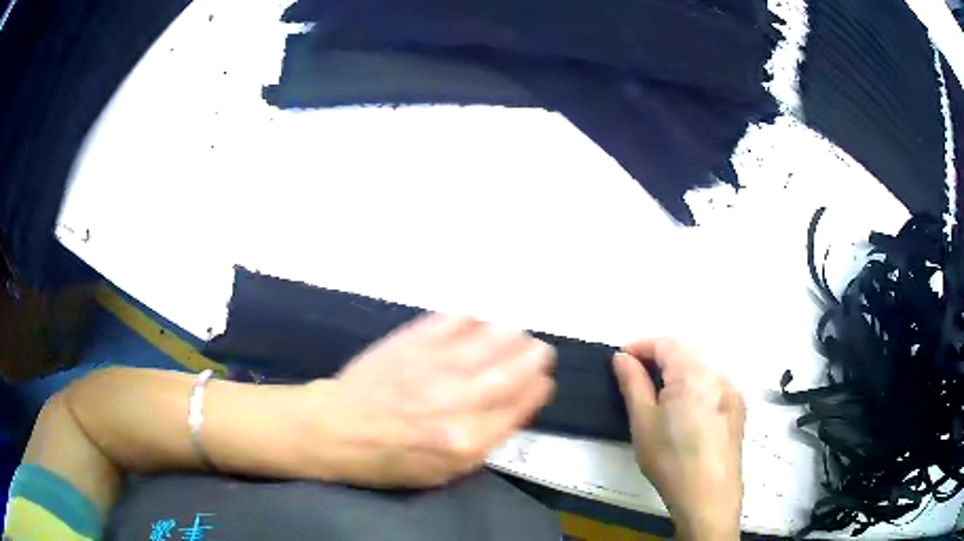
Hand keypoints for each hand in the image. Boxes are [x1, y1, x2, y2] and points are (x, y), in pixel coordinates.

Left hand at [302, 313, 555, 487]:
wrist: (333, 432)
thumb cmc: (386, 460)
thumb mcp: (440, 472)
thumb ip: (479, 444)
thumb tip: (510, 412)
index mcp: (463, 442)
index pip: (514, 411)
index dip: (534, 393)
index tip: (543, 382)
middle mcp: (452, 405)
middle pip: (505, 377)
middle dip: (529, 359)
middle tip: (542, 348)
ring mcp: (428, 371)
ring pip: (481, 348)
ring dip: (506, 336)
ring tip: (519, 330)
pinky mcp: (405, 347)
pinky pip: (442, 327)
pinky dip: (463, 318)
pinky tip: (477, 312)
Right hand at [613, 339, 744, 540]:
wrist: (708, 495)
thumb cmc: (670, 459)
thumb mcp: (643, 422)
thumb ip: (632, 383)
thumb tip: (622, 357)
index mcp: (693, 373)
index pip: (665, 343)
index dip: (640, 347)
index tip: (620, 360)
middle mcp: (718, 373)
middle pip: (684, 354)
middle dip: (658, 360)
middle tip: (635, 381)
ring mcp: (732, 390)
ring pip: (700, 370)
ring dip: (677, 374)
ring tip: (659, 399)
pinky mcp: (738, 407)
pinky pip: (713, 385)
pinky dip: (695, 388)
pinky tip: (686, 414)